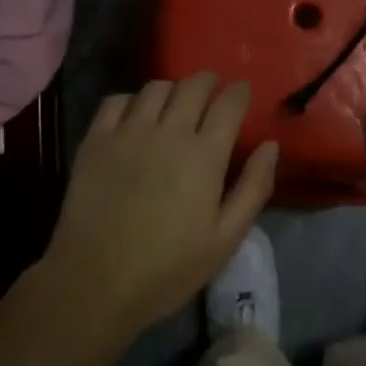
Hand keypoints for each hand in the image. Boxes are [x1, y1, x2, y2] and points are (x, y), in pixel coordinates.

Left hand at [47, 73, 277, 336]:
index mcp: (204, 155)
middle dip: (209, 82)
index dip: (239, 92)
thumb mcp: (225, 240)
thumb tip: (270, 145)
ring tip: (175, 105)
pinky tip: (135, 117)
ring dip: (173, 90)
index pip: (229, 104)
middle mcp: (168, 132)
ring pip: (156, 87)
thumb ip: (253, 188)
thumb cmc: (167, 269)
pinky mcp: (95, 140)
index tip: (243, 91)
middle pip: (193, 85)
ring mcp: (128, 132)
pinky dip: (132, 101)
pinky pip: (116, 100)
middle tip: (213, 92)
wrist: (94, 283)